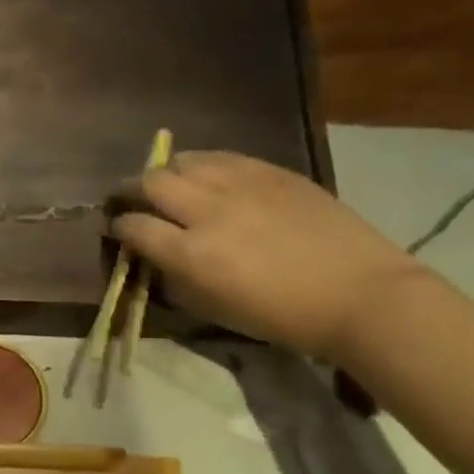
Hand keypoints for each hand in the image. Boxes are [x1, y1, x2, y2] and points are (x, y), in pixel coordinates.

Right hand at [111, 152, 423, 358]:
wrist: (356, 293)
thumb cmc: (278, 316)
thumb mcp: (211, 309)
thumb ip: (173, 279)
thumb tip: (153, 258)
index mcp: (191, 254)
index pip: (134, 227)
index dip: (118, 228)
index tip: (117, 231)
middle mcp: (208, 210)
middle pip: (150, 182)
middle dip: (130, 190)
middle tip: (127, 200)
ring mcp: (242, 184)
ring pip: (184, 161)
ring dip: (165, 173)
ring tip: (165, 185)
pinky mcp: (272, 171)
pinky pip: (222, 157)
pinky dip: (202, 165)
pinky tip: (204, 176)